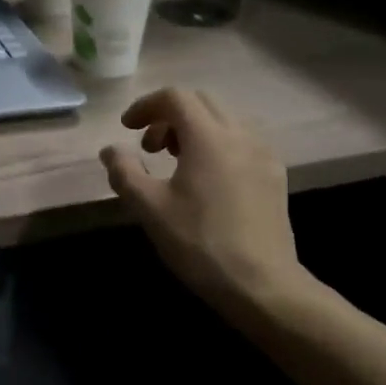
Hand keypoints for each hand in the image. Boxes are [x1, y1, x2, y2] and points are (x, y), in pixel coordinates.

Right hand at [99, 88, 315, 320]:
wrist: (263, 287)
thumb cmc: (200, 243)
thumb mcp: (149, 208)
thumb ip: (125, 172)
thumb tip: (111, 150)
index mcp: (209, 137)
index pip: (175, 97)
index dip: (145, 106)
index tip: (127, 128)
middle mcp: (240, 135)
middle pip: (201, 103)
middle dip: (169, 116)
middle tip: (150, 148)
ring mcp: (263, 155)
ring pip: (224, 120)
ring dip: (194, 129)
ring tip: (177, 162)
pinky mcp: (274, 176)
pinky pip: (242, 141)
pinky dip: (217, 144)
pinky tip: (207, 180)